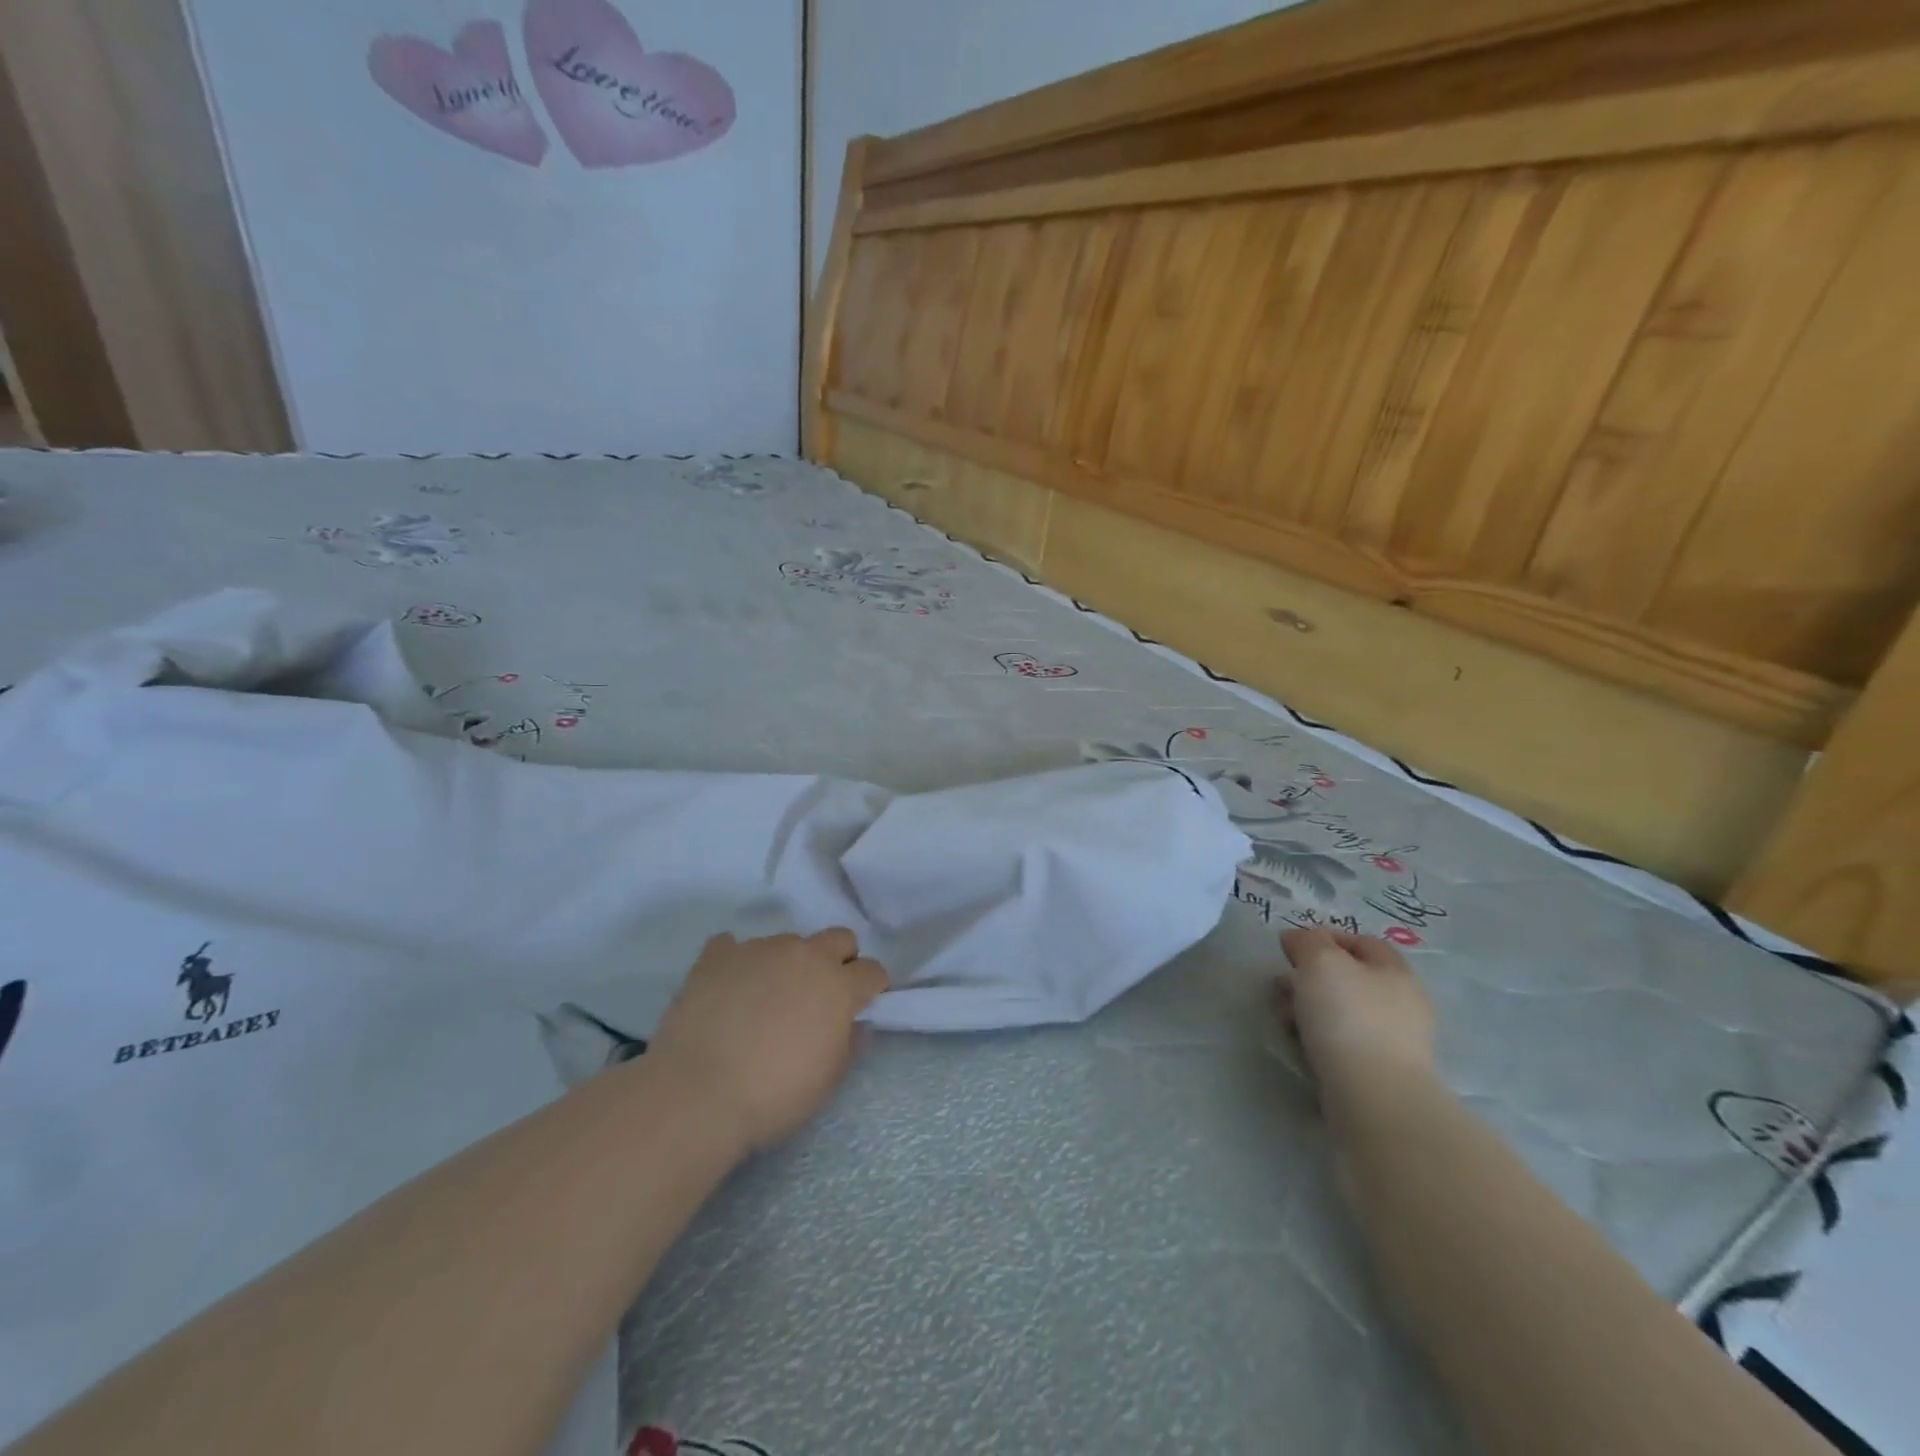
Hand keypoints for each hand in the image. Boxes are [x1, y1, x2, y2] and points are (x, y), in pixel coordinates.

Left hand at [650, 930, 889, 1153]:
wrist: (697, 1093)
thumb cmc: (773, 1095)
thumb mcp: (827, 1081)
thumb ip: (849, 1044)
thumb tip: (856, 1024)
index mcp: (838, 986)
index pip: (873, 970)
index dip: (870, 989)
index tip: (859, 1008)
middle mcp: (804, 955)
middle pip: (839, 938)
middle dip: (839, 960)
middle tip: (820, 996)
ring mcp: (759, 950)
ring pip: (788, 942)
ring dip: (787, 963)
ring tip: (764, 999)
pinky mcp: (717, 955)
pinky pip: (732, 946)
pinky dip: (737, 963)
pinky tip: (728, 989)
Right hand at [1277, 928, 1436, 1098]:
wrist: (1374, 1096)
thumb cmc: (1348, 1016)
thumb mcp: (1320, 961)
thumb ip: (1307, 941)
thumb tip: (1297, 939)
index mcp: (1395, 971)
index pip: (1361, 941)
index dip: (1325, 937)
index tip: (1291, 948)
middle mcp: (1401, 1002)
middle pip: (1348, 977)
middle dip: (1309, 976)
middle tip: (1281, 985)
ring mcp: (1394, 1041)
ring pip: (1342, 1010)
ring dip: (1308, 1007)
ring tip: (1284, 1017)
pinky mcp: (1379, 1071)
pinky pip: (1343, 1042)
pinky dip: (1319, 1037)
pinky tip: (1300, 1043)